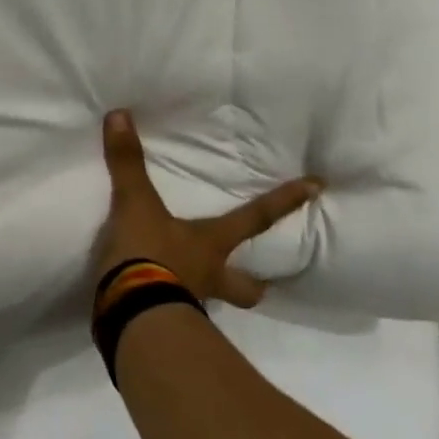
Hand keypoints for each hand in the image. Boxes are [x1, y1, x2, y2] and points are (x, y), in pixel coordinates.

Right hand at [94, 110, 319, 309]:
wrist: (129, 315)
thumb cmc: (148, 255)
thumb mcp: (135, 205)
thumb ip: (128, 162)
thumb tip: (121, 114)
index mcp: (211, 245)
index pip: (256, 218)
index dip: (285, 201)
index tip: (318, 187)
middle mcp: (209, 276)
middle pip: (247, 287)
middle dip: (254, 283)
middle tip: (262, 281)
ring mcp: (188, 303)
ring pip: (213, 302)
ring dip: (211, 295)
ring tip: (197, 287)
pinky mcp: (162, 325)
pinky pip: (173, 313)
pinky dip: (168, 305)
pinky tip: (154, 300)